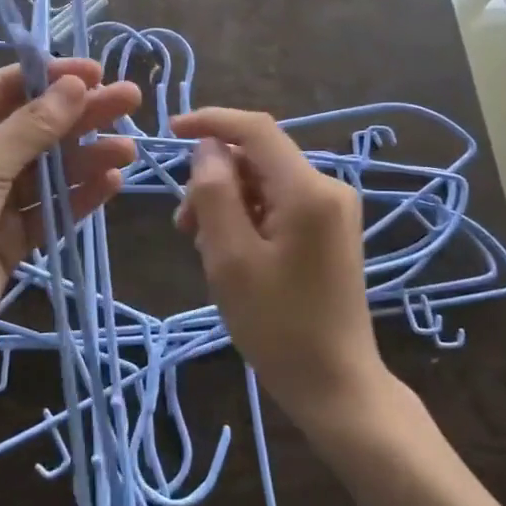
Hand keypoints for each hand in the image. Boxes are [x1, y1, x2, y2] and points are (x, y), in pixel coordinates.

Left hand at [0, 59, 140, 363]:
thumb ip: (31, 128)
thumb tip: (74, 86)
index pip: (9, 88)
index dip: (52, 77)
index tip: (97, 73)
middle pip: (37, 126)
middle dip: (81, 113)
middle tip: (129, 100)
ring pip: (50, 169)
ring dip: (87, 156)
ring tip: (127, 149)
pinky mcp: (13, 237)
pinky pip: (51, 209)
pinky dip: (79, 196)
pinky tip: (110, 181)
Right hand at [172, 108, 386, 429]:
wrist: (335, 383)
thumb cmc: (278, 325)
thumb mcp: (230, 258)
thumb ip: (215, 193)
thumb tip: (208, 148)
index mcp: (308, 190)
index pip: (256, 130)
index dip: (211, 121)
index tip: (169, 131)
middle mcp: (328, 189)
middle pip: (257, 160)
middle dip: (215, 181)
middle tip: (184, 228)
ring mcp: (332, 211)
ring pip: (264, 184)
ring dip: (227, 205)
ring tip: (205, 251)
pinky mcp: (329, 232)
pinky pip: (278, 206)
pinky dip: (247, 220)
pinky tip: (231, 256)